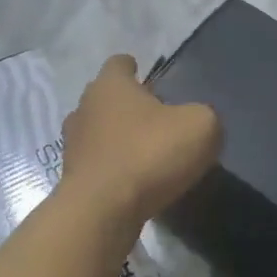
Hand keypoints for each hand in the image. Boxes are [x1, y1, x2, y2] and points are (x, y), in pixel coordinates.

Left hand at [61, 55, 220, 223]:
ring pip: (99, 131)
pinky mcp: (72, 178)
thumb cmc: (148, 155)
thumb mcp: (199, 127)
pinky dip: (114, 169)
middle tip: (156, 119)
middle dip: (128, 105)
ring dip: (119, 139)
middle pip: (106, 97)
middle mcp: (85, 107)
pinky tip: (136, 183)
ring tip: (147, 154)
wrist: (101, 212)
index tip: (150, 81)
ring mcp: (74, 144)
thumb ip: (203, 116)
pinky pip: (98, 164)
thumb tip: (196, 122)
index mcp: (110, 85)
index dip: (134, 69)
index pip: (119, 63)